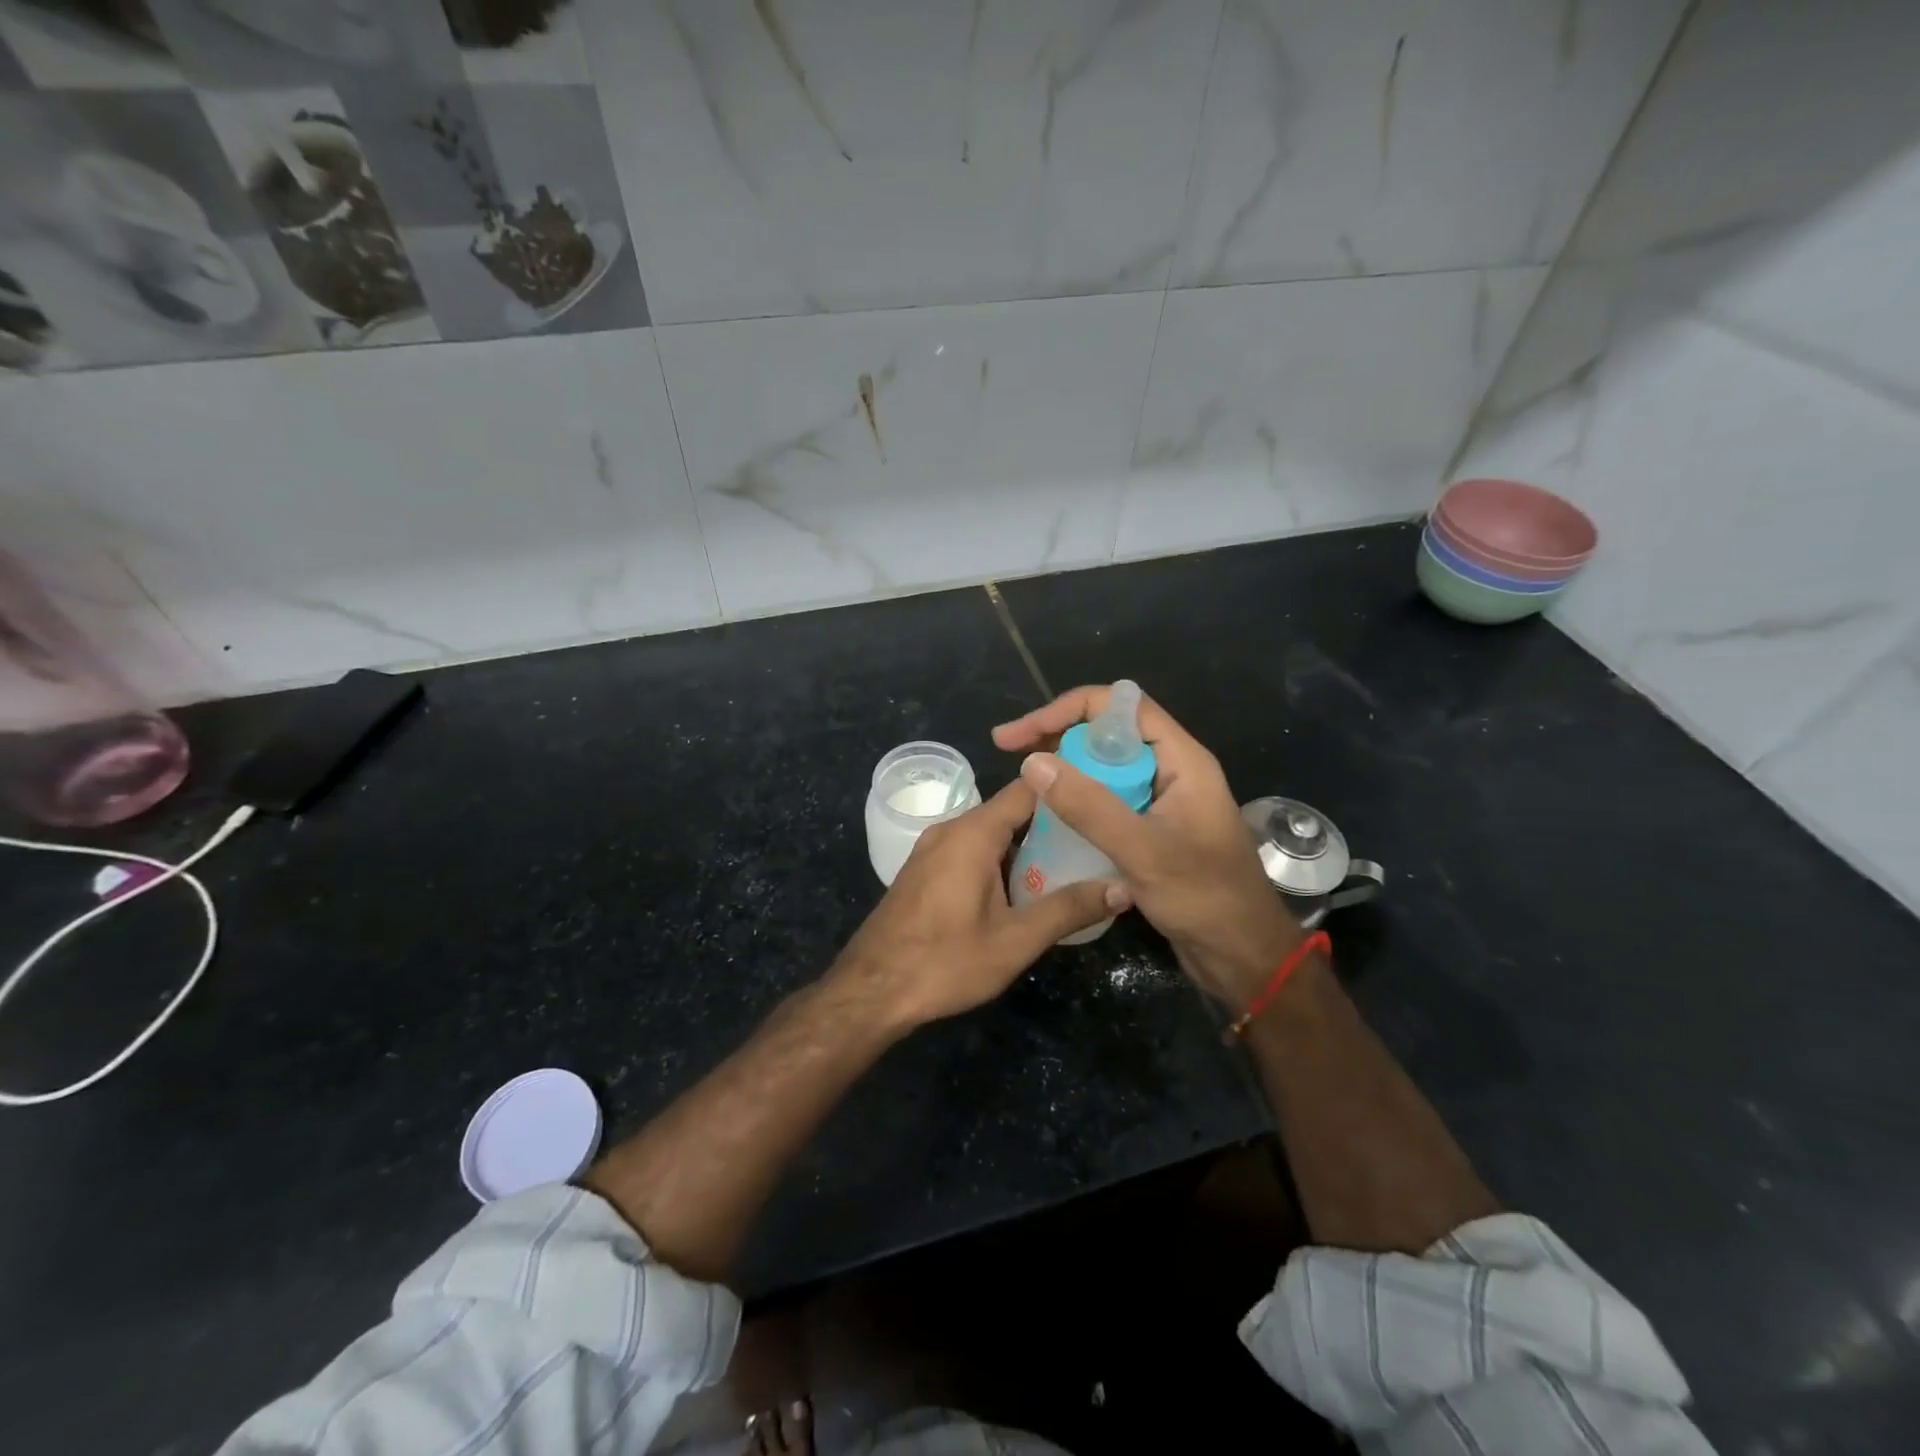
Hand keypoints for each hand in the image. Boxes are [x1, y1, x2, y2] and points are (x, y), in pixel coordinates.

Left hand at [831, 779, 1128, 1028]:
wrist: (871, 991)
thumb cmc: (945, 961)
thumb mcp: (1015, 940)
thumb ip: (1069, 909)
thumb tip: (1124, 888)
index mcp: (973, 833)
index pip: (1028, 788)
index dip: (1067, 789)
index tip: (1103, 798)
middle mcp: (950, 829)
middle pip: (1010, 811)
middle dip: (1052, 824)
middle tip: (1096, 840)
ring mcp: (932, 849)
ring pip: (989, 833)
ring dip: (1026, 846)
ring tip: (1070, 865)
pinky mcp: (923, 870)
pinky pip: (970, 850)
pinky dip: (999, 859)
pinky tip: (1023, 889)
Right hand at [993, 686, 1302, 1007]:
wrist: (1242, 956)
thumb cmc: (1204, 899)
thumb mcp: (1142, 851)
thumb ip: (1088, 806)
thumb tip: (1032, 762)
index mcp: (1182, 760)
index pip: (1121, 707)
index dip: (1068, 710)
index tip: (1022, 734)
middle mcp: (1172, 771)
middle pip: (1109, 732)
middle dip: (1058, 735)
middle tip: (1010, 752)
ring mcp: (1162, 801)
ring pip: (1106, 767)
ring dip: (1065, 768)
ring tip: (1022, 781)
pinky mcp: (1152, 829)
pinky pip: (1109, 799)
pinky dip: (1078, 799)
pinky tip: (1049, 815)